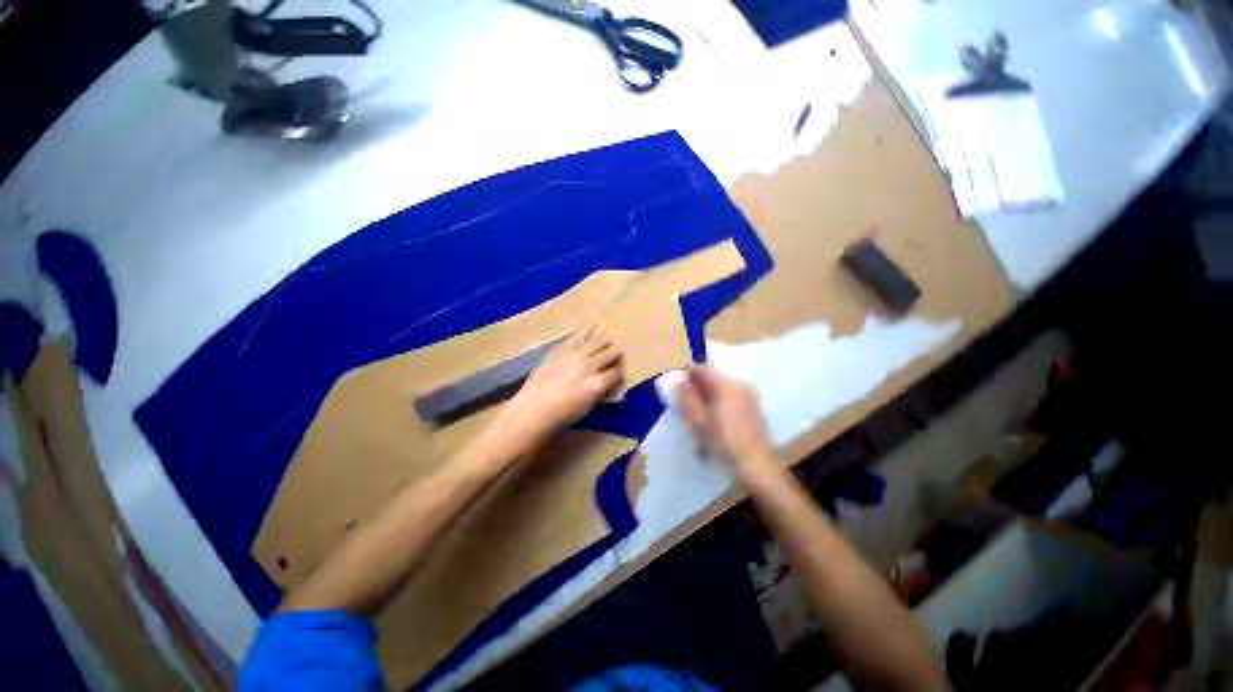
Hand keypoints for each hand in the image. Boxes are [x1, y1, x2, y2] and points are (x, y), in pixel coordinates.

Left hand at [500, 325, 622, 449]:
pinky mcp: (560, 350)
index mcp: (597, 384)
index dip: (618, 372)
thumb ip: (599, 392)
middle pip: (608, 354)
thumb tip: (606, 382)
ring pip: (595, 342)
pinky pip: (576, 337)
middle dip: (615, 352)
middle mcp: (589, 367)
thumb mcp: (588, 407)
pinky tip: (591, 326)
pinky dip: (585, 331)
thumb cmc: (562, 414)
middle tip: (618, 350)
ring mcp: (574, 356)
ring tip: (608, 337)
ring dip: (604, 340)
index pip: (615, 373)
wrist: (534, 408)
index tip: (617, 371)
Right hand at [676, 364, 776, 482]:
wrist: (756, 464)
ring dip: (710, 393)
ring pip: (724, 386)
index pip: (704, 368)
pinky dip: (721, 400)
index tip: (679, 386)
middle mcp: (740, 385)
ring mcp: (750, 395)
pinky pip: (733, 395)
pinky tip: (716, 417)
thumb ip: (687, 398)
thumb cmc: (723, 442)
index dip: (689, 374)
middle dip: (699, 385)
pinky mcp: (755, 406)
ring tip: (701, 411)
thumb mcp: (698, 421)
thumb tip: (679, 381)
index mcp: (726, 386)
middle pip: (714, 377)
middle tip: (688, 401)